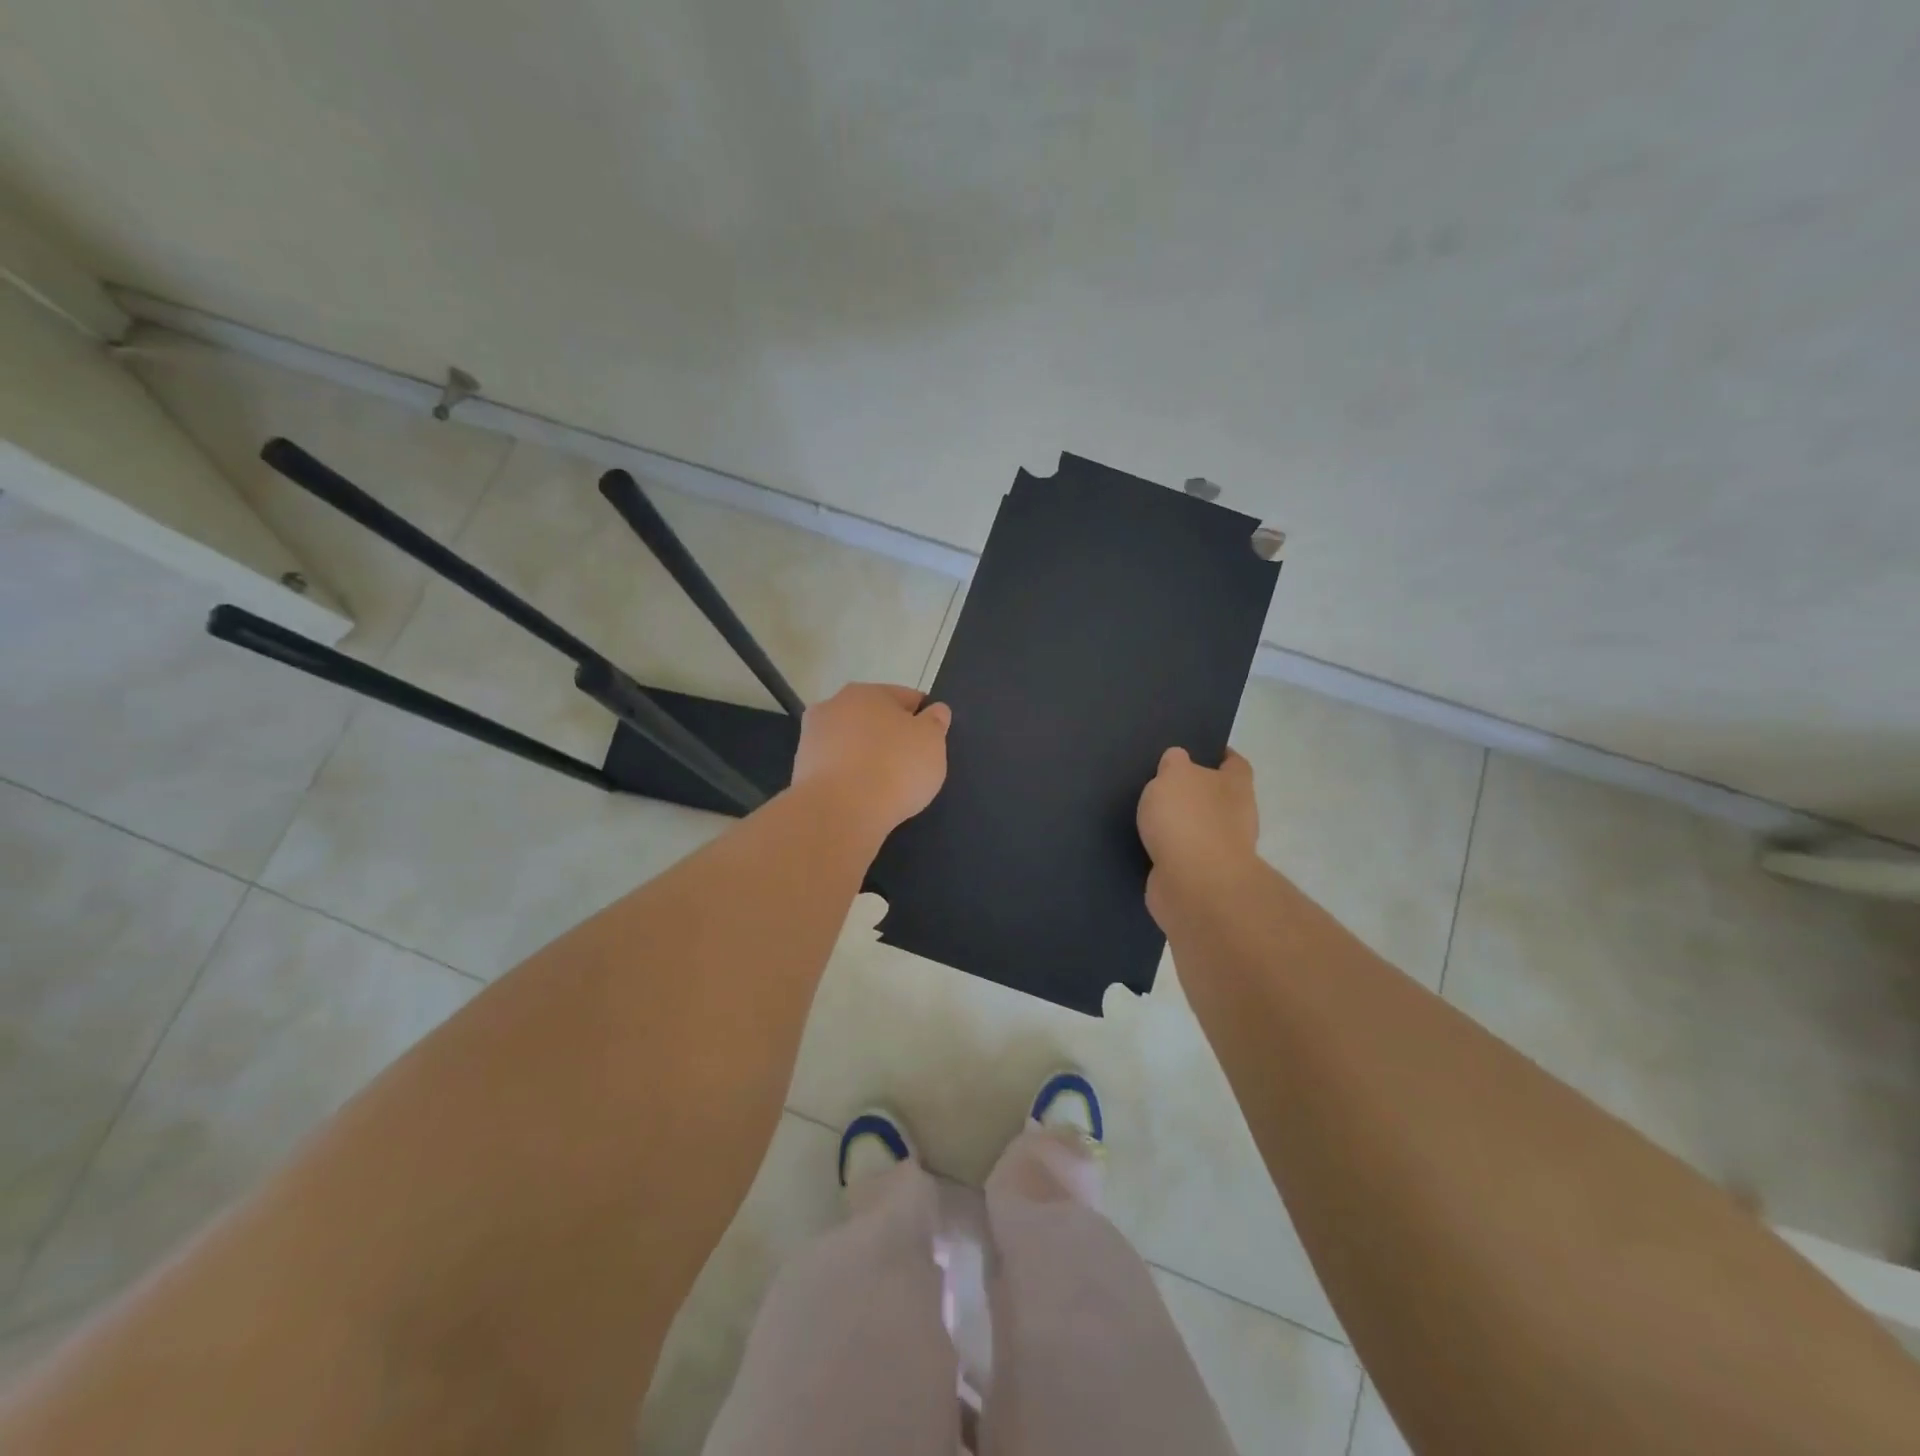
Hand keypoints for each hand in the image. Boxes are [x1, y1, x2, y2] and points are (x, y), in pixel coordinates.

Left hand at [792, 683, 951, 834]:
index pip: (905, 697)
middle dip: (890, 735)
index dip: (923, 717)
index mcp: (868, 692)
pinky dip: (849, 777)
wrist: (839, 812)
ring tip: (884, 785)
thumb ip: (935, 722)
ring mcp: (812, 738)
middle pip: (873, 718)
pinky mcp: (800, 770)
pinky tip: (861, 797)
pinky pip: (836, 768)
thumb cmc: (894, 767)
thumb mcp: (932, 742)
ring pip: (851, 742)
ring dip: (865, 755)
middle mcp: (834, 705)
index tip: (931, 741)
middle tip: (909, 763)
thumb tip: (935, 710)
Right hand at [1137, 747, 1260, 917]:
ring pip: (1198, 827)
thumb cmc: (1188, 819)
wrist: (1193, 884)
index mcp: (1236, 785)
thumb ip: (1174, 763)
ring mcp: (1221, 850)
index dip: (1217, 754)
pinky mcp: (1201, 876)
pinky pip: (1182, 855)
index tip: (1194, 750)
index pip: (1233, 762)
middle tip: (1160, 782)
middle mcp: (1236, 816)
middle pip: (1216, 796)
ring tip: (1145, 813)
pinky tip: (1143, 843)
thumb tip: (1177, 760)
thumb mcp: (1174, 775)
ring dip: (1178, 823)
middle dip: (1193, 791)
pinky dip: (1167, 850)